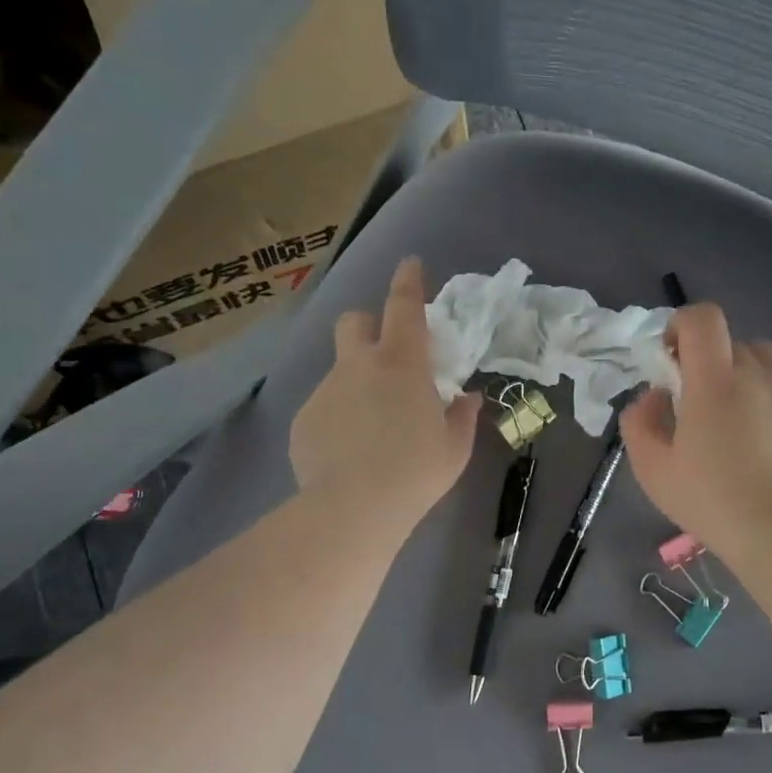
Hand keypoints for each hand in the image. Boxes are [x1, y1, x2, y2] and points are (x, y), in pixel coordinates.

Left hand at [290, 257, 479, 529]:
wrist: (353, 508)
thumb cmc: (416, 472)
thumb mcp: (454, 448)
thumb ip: (462, 416)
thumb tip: (466, 399)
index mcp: (402, 365)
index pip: (404, 307)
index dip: (409, 281)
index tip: (410, 264)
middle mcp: (359, 366)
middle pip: (354, 322)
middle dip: (368, 326)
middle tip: (387, 357)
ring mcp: (326, 391)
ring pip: (341, 370)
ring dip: (357, 383)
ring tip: (372, 428)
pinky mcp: (304, 419)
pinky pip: (325, 407)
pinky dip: (340, 418)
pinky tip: (349, 452)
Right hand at [621, 303, 771, 554]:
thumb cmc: (709, 499)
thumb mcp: (651, 467)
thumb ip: (640, 421)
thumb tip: (654, 396)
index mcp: (715, 380)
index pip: (703, 318)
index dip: (681, 324)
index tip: (670, 357)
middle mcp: (757, 375)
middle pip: (731, 341)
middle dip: (707, 359)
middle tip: (694, 400)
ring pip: (763, 360)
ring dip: (741, 373)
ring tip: (730, 413)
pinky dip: (767, 398)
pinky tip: (759, 438)